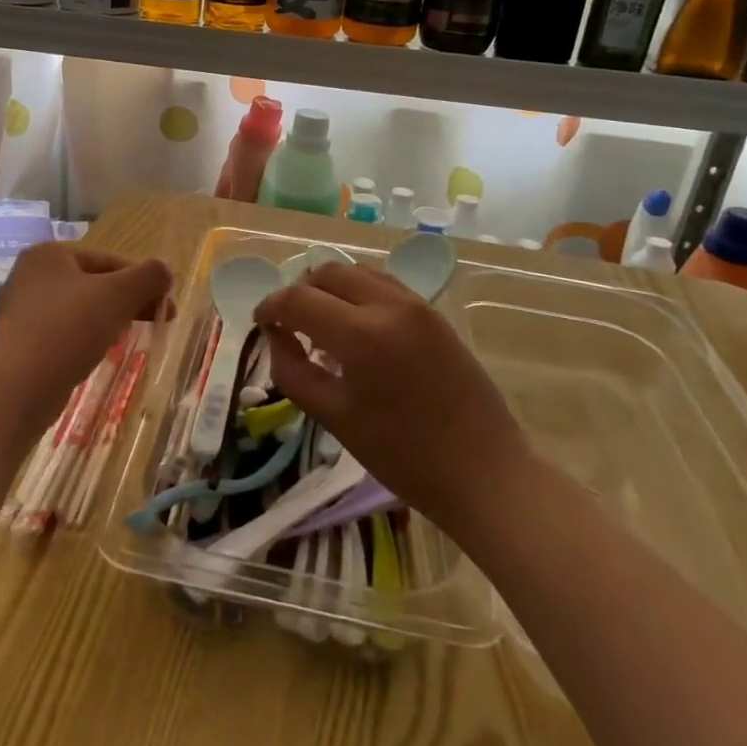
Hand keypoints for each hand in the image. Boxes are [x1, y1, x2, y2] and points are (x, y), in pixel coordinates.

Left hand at [0, 243, 173, 429]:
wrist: (17, 386)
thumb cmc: (68, 328)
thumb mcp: (117, 295)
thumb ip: (148, 276)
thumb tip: (165, 270)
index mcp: (50, 254)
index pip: (109, 259)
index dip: (143, 280)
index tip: (167, 304)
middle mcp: (32, 275)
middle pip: (95, 282)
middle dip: (129, 300)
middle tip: (158, 320)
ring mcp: (23, 310)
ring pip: (81, 308)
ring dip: (110, 318)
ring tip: (132, 336)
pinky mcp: (22, 341)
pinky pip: (65, 331)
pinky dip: (88, 337)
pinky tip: (101, 352)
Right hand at [253, 263, 528, 534]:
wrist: (485, 472)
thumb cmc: (403, 456)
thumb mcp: (334, 418)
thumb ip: (294, 371)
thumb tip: (276, 337)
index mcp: (361, 335)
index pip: (298, 299)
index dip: (270, 307)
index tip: (261, 324)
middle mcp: (389, 306)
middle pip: (327, 273)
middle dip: (299, 292)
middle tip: (289, 325)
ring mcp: (417, 305)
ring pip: (357, 272)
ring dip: (330, 288)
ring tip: (321, 323)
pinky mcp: (435, 314)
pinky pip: (384, 285)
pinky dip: (358, 293)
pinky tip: (356, 326)